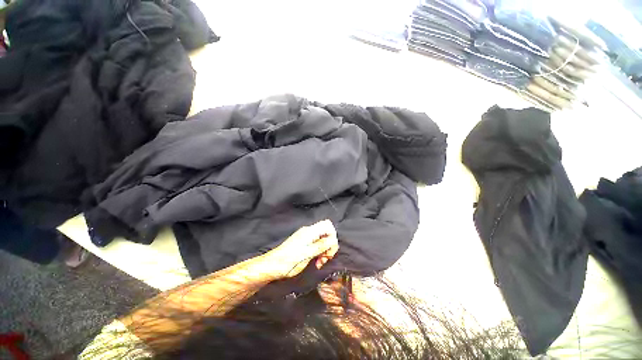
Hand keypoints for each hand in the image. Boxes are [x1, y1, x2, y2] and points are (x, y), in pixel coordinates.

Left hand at [261, 220, 338, 279]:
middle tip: (325, 259)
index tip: (329, 250)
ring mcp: (306, 237)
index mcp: (310, 232)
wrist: (272, 266)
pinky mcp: (304, 244)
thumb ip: (321, 245)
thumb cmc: (289, 261)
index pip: (328, 225)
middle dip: (329, 246)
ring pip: (323, 240)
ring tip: (320, 263)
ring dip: (325, 251)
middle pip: (327, 233)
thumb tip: (333, 240)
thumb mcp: (307, 254)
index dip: (333, 236)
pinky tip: (316, 261)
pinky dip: (319, 252)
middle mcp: (309, 232)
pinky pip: (317, 245)